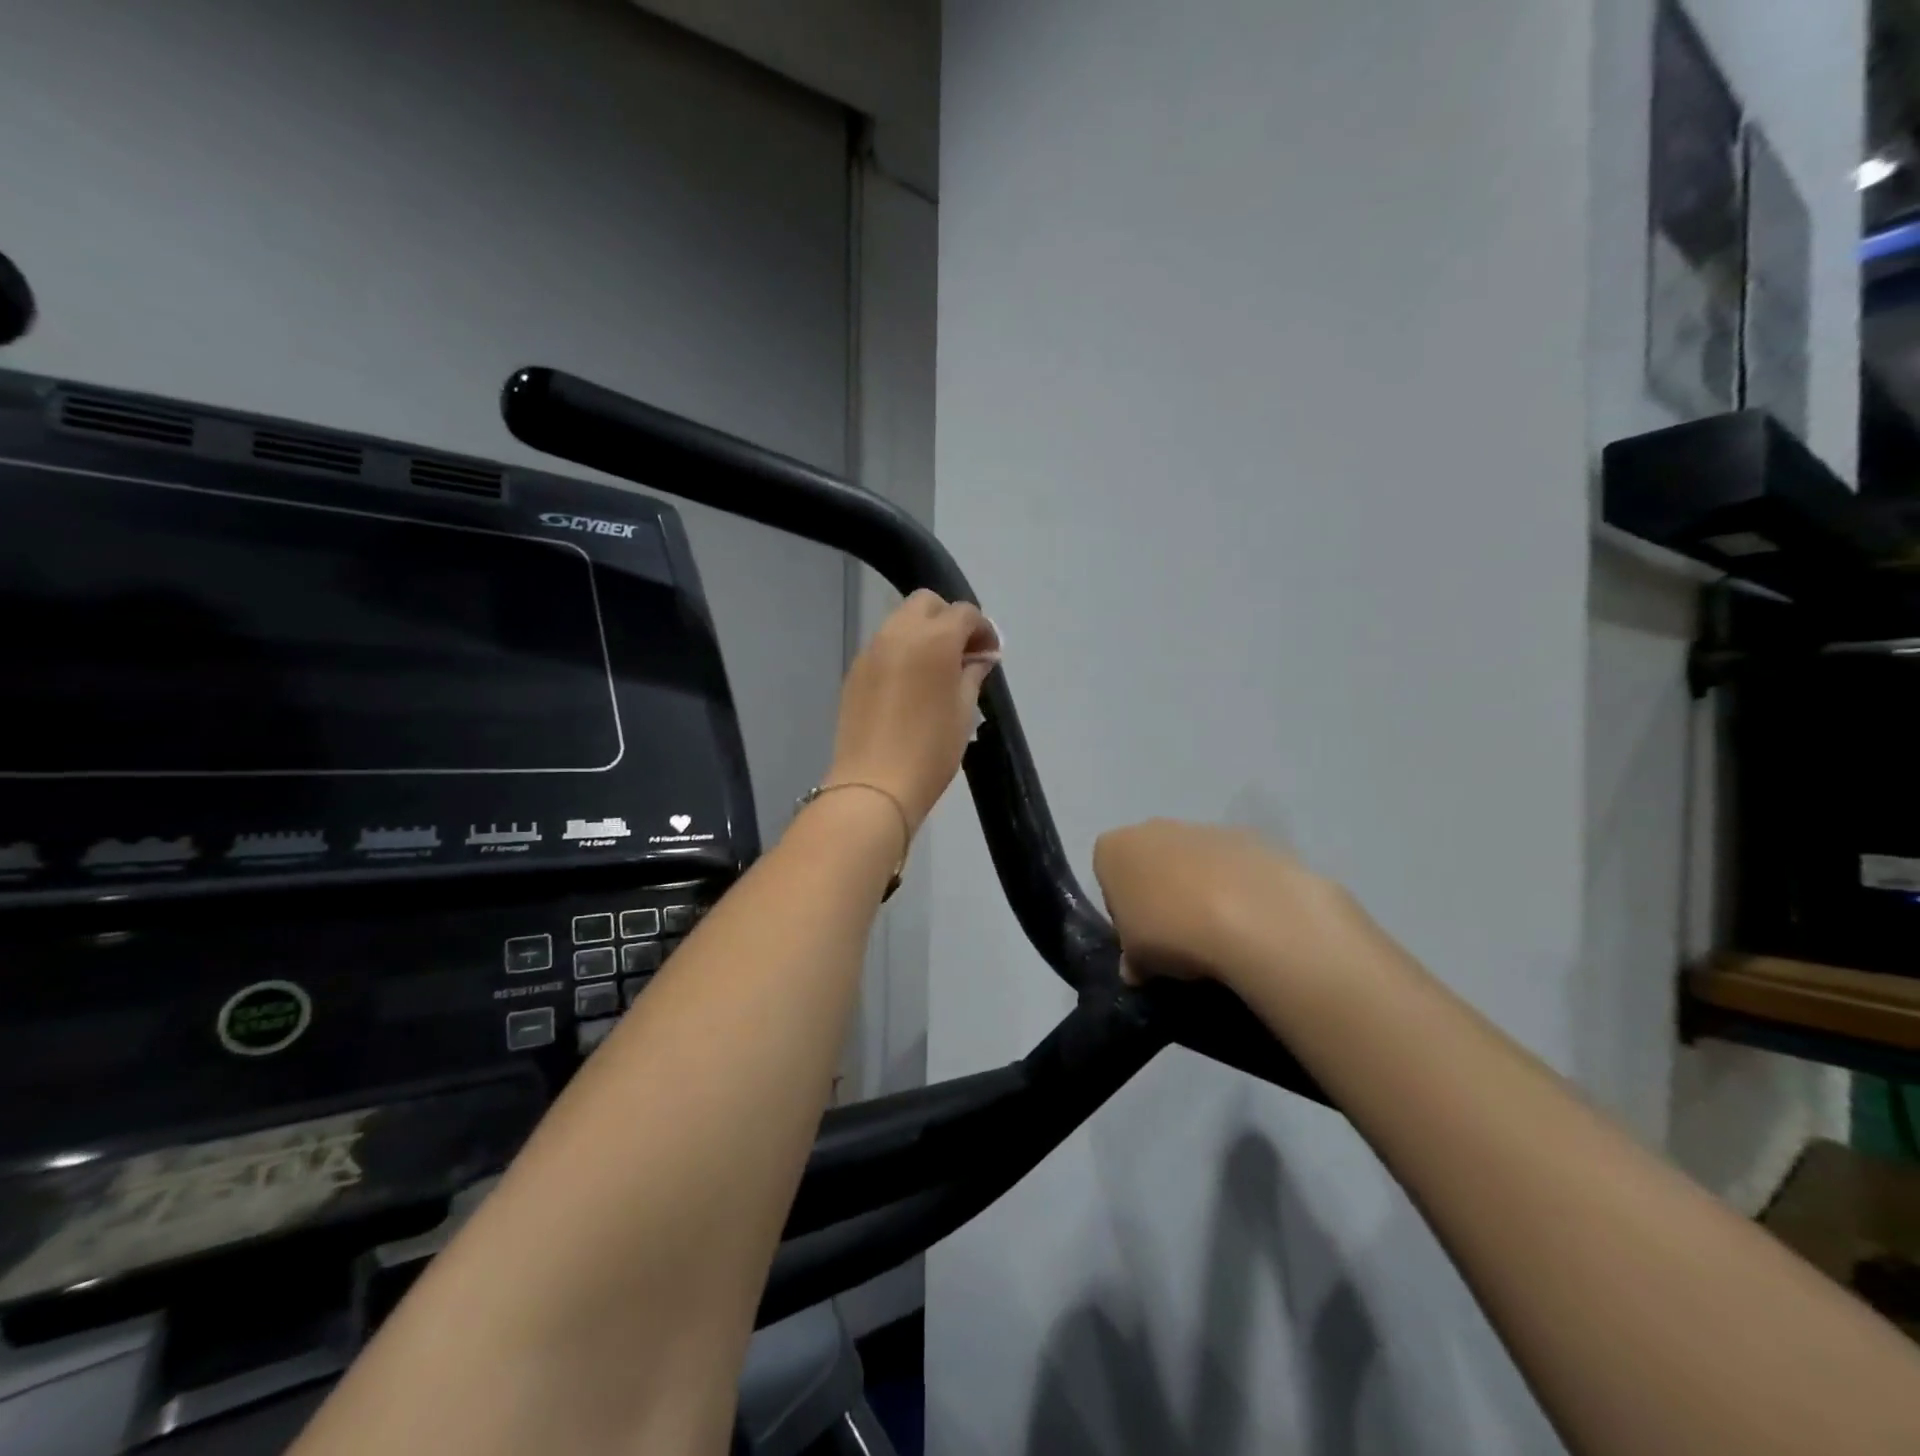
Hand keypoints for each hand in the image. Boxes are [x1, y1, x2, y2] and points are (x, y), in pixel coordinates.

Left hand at [826, 591, 1000, 832]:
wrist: (874, 785)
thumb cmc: (931, 750)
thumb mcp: (964, 712)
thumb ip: (973, 675)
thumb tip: (980, 658)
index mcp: (934, 639)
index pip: (965, 613)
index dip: (983, 629)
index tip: (990, 655)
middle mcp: (899, 633)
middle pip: (926, 603)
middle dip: (948, 619)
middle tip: (962, 653)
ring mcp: (871, 651)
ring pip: (900, 621)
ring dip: (923, 634)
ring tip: (936, 669)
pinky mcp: (854, 672)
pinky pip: (883, 647)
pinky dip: (901, 652)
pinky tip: (910, 685)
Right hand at [1092, 819, 1372, 993]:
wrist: (1253, 914)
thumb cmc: (1172, 931)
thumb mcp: (1137, 960)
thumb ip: (1131, 959)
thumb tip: (1135, 967)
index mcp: (1114, 848)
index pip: (1108, 876)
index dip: (1123, 909)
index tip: (1140, 937)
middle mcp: (1153, 828)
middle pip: (1150, 862)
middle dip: (1161, 893)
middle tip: (1177, 937)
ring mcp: (1202, 827)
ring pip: (1193, 862)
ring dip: (1201, 890)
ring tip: (1220, 934)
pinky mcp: (1247, 836)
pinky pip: (1232, 866)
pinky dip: (1237, 888)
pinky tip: (1250, 922)